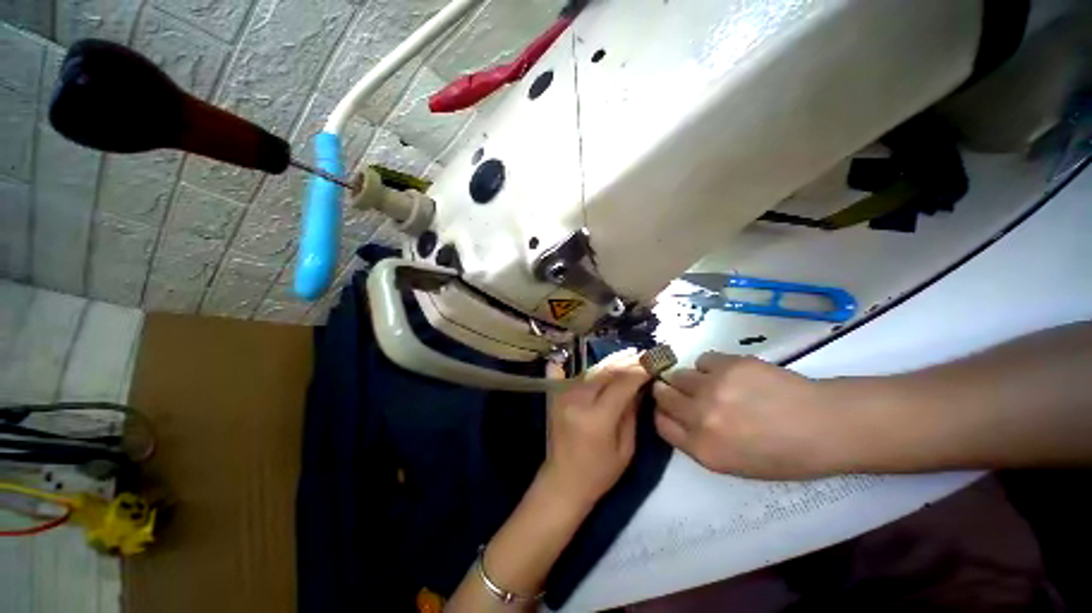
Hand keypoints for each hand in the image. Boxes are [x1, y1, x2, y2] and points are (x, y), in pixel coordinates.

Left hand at [539, 350, 649, 508]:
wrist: (563, 480)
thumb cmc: (599, 472)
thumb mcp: (626, 448)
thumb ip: (632, 412)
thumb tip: (641, 386)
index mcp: (597, 417)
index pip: (622, 383)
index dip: (640, 371)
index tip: (655, 363)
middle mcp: (578, 399)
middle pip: (607, 371)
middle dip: (628, 361)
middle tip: (646, 354)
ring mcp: (565, 394)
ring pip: (594, 369)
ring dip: (614, 360)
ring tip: (632, 354)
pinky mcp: (559, 394)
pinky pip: (581, 374)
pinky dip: (597, 366)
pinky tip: (608, 361)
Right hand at [653, 352, 840, 478]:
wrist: (826, 425)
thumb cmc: (784, 454)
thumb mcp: (736, 464)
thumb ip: (699, 442)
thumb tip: (680, 417)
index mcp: (703, 449)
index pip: (660, 424)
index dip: (663, 414)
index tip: (670, 409)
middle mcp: (700, 417)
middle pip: (662, 395)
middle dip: (667, 392)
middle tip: (683, 391)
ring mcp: (712, 388)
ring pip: (678, 374)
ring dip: (689, 379)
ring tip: (711, 383)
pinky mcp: (727, 364)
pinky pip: (702, 359)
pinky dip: (710, 366)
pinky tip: (728, 373)